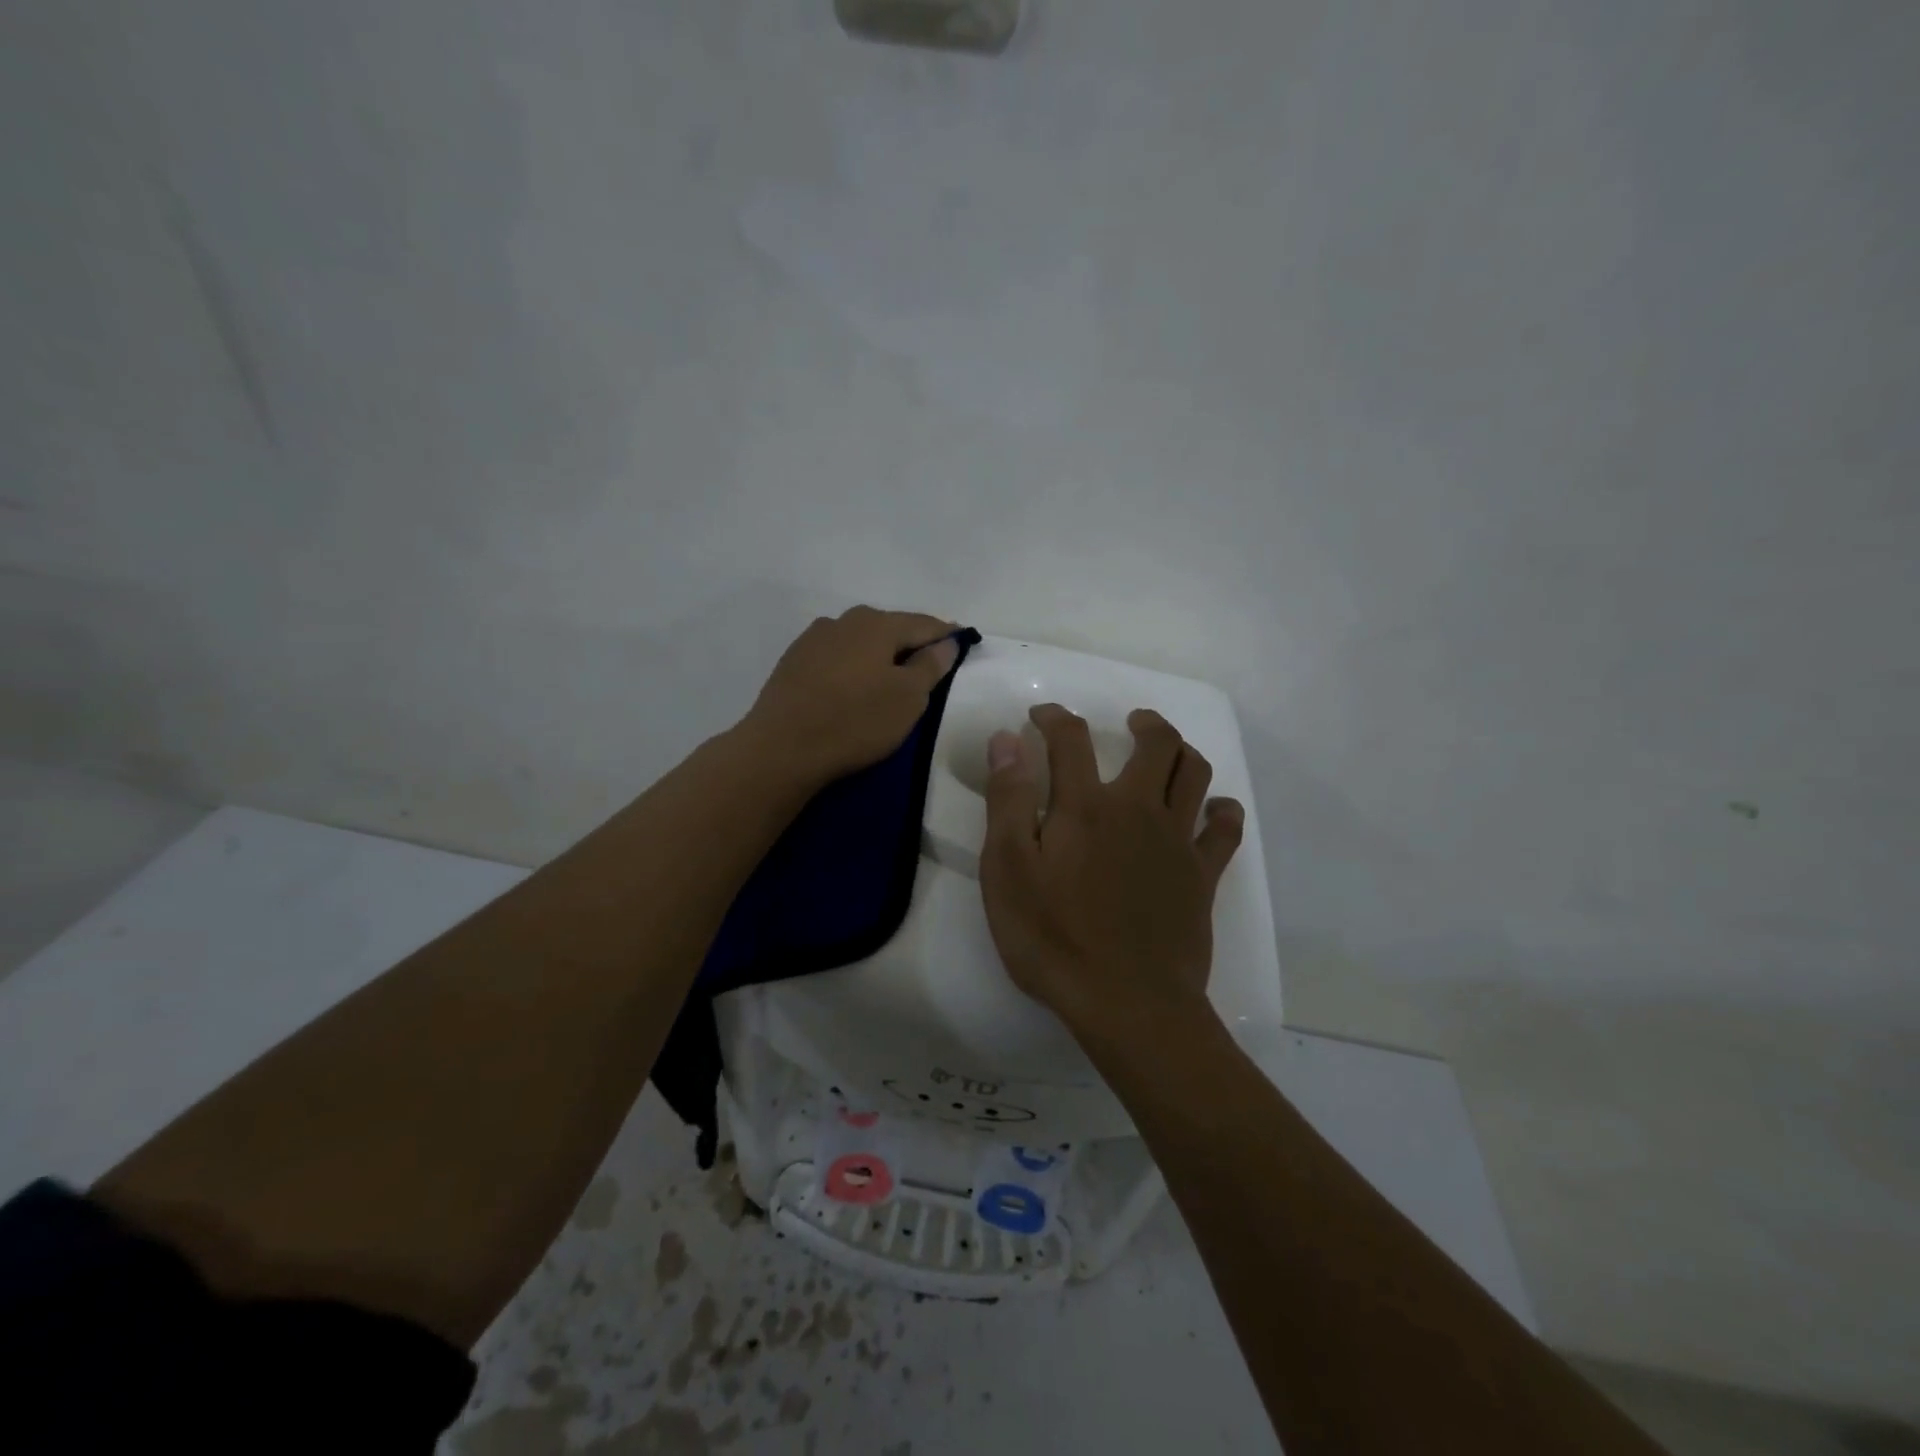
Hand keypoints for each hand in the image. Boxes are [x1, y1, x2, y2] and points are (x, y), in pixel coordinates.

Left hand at [740, 606, 959, 787]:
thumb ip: (931, 666)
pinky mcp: (793, 662)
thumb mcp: (908, 698)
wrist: (781, 748)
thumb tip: (947, 642)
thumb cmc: (855, 721)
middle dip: (911, 642)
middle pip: (889, 627)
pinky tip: (854, 684)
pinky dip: (853, 665)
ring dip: (879, 654)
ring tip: (891, 676)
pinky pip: (836, 656)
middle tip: (929, 662)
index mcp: (877, 624)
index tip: (963, 640)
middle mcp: (844, 621)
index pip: (924, 624)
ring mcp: (813, 639)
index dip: (947, 634)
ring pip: (860, 641)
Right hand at [979, 704, 1244, 1039]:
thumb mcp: (1008, 870)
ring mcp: (1176, 841)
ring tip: (1167, 753)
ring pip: (1194, 774)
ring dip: (1182, 752)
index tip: (1041, 716)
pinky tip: (1215, 808)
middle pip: (1157, 744)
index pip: (1070, 739)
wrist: (1127, 1003)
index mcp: (1085, 806)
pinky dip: (1222, 810)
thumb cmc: (1054, 938)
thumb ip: (1008, 800)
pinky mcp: (1203, 876)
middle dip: (1145, 722)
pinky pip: (1225, 829)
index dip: (1054, 718)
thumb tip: (1007, 740)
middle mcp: (1137, 809)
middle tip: (1131, 721)